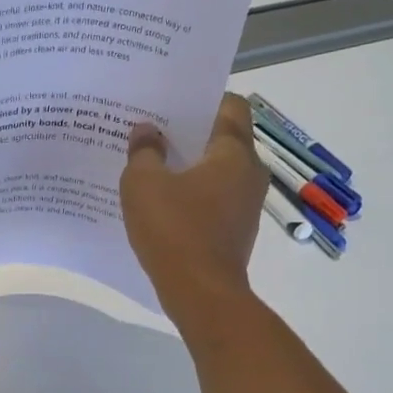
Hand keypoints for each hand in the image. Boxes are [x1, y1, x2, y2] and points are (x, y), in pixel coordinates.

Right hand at [121, 93, 266, 325]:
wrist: (201, 294)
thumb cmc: (174, 230)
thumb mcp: (143, 184)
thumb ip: (144, 151)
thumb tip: (147, 131)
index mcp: (234, 153)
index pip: (230, 105)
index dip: (201, 99)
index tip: (170, 103)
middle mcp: (250, 173)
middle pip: (223, 137)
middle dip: (188, 132)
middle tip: (151, 130)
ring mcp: (246, 204)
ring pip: (217, 170)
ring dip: (188, 165)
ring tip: (151, 164)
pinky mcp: (235, 230)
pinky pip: (213, 197)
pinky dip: (191, 193)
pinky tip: (161, 201)